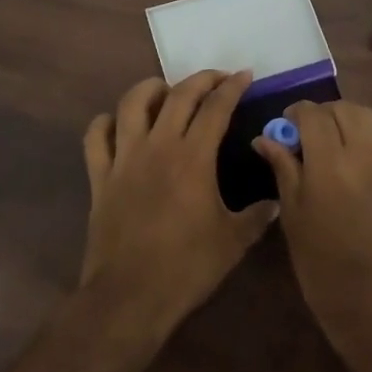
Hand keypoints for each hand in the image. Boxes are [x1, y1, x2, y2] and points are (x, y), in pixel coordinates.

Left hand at [80, 71, 278, 332]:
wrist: (130, 296)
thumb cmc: (187, 267)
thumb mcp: (233, 242)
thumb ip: (256, 216)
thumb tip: (275, 202)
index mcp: (193, 157)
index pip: (216, 108)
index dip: (232, 87)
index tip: (245, 76)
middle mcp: (158, 146)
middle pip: (178, 95)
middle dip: (201, 79)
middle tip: (217, 78)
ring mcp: (124, 159)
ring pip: (132, 104)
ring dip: (151, 89)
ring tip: (166, 91)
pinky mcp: (100, 177)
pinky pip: (96, 137)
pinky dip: (106, 123)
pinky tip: (118, 124)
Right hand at [252, 100, 371, 344]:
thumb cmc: (321, 265)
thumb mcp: (292, 216)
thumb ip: (283, 169)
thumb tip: (265, 139)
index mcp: (329, 165)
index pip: (314, 115)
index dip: (295, 112)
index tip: (282, 125)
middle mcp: (361, 156)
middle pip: (345, 109)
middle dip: (321, 112)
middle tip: (302, 132)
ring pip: (366, 119)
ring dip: (343, 118)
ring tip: (322, 141)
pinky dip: (358, 134)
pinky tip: (340, 159)